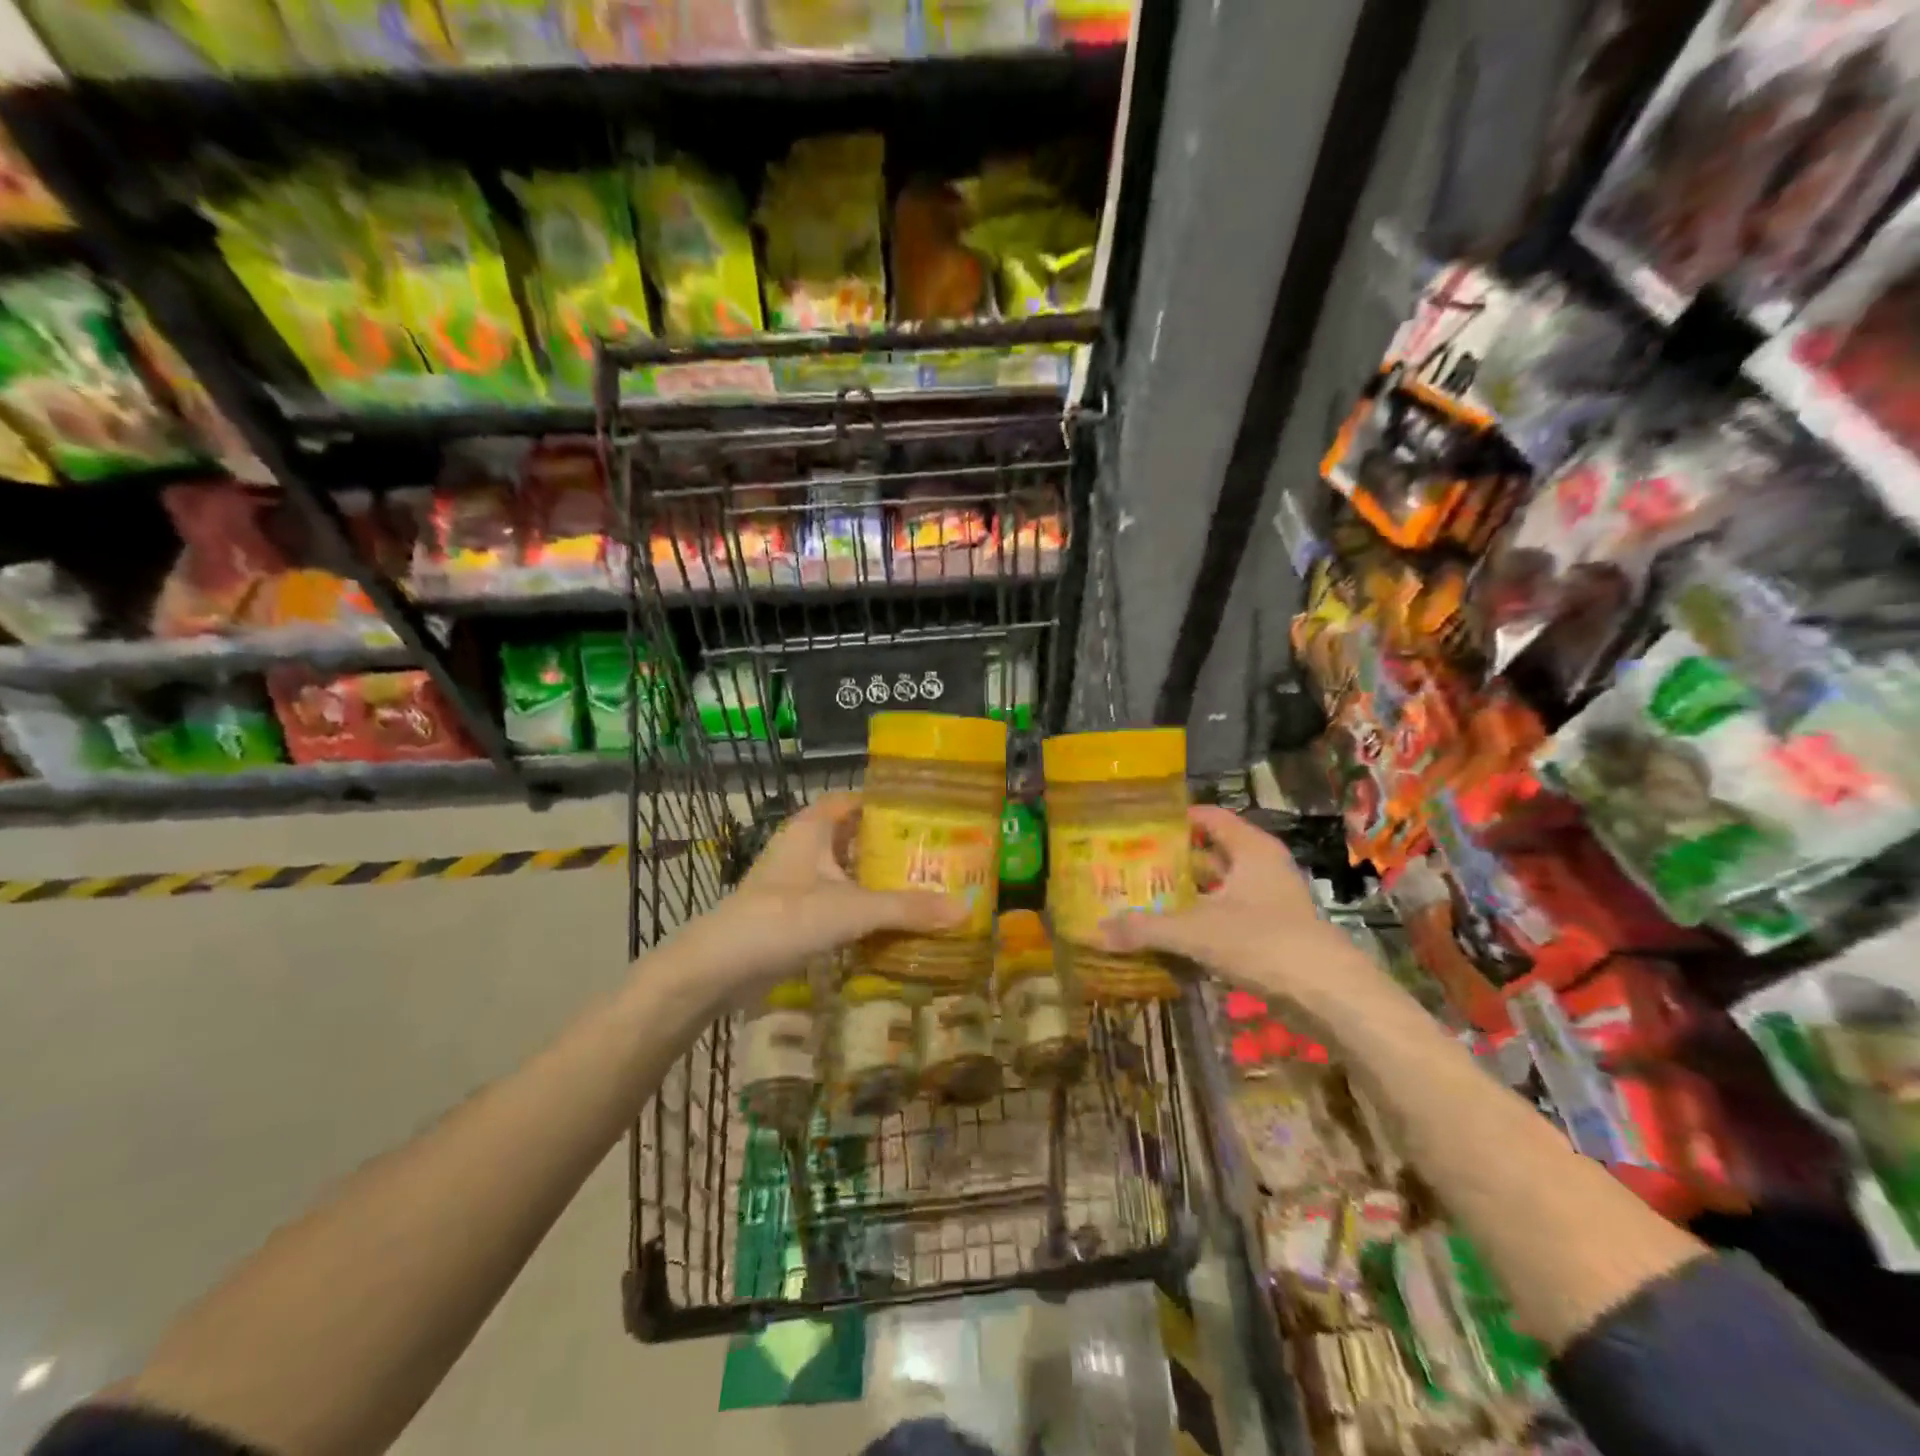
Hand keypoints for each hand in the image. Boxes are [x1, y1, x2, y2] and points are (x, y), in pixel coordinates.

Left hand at [664, 792, 960, 994]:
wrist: (721, 967)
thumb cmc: (785, 918)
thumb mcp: (852, 909)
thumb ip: (907, 909)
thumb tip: (965, 909)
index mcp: (813, 827)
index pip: (853, 799)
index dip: (885, 803)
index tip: (924, 813)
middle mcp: (803, 846)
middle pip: (853, 836)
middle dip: (889, 845)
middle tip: (934, 855)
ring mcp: (794, 880)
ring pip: (843, 870)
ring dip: (874, 878)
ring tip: (921, 886)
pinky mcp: (791, 911)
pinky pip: (834, 899)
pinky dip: (859, 906)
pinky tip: (888, 921)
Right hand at [1098, 806, 1400, 1017]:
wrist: (1330, 995)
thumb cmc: (1263, 942)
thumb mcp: (1196, 932)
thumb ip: (1146, 929)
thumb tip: (1097, 930)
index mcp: (1250, 849)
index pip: (1208, 817)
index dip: (1174, 818)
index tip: (1138, 825)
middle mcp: (1261, 867)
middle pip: (1210, 852)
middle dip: (1173, 859)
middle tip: (1132, 864)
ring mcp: (1270, 901)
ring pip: (1219, 887)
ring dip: (1186, 893)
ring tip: (1143, 897)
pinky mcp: (1273, 932)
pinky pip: (1227, 915)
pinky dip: (1201, 919)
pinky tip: (1172, 932)